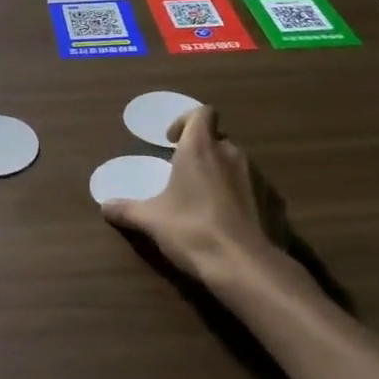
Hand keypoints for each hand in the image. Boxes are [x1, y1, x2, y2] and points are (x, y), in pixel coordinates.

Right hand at [100, 107, 277, 284]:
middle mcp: (232, 154)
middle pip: (218, 138)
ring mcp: (258, 176)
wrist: (246, 266)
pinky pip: (253, 189)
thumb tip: (104, 206)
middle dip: (201, 151)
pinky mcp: (274, 201)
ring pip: (236, 163)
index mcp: (200, 148)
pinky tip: (228, 222)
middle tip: (183, 174)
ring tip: (204, 201)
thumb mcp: (150, 221)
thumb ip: (126, 210)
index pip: (202, 112)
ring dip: (220, 173)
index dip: (186, 121)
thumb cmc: (192, 230)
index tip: (171, 142)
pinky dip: (240, 197)